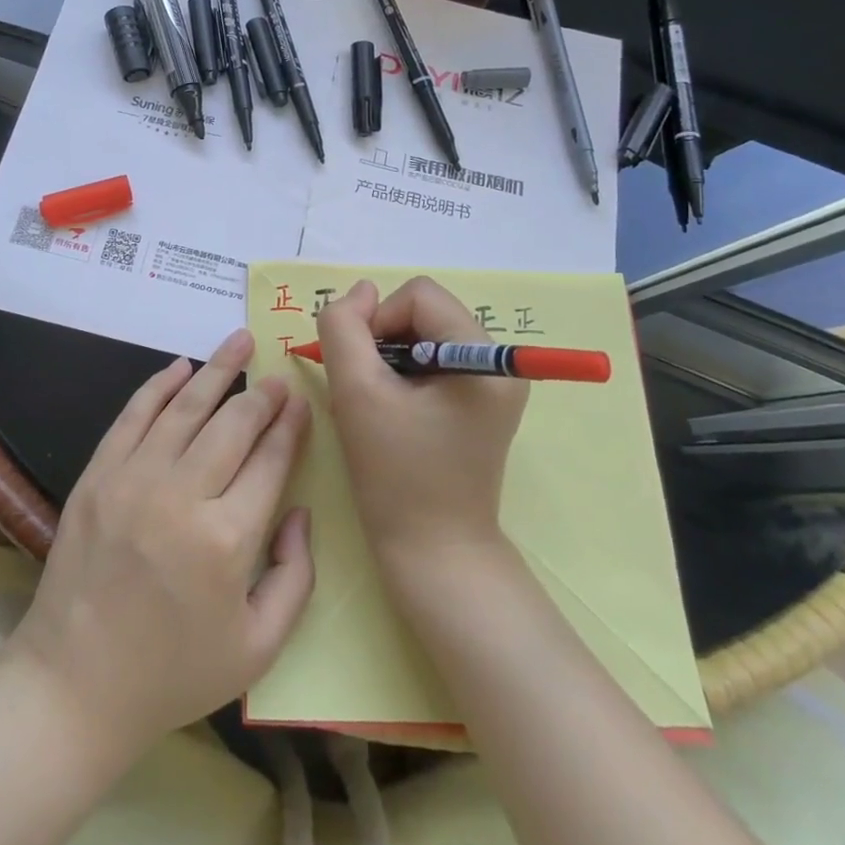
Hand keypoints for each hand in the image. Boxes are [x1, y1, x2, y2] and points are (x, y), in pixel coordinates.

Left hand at [8, 329, 314, 758]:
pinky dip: (159, 386)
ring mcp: (133, 480)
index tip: (300, 402)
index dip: (289, 426)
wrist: (75, 684)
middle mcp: (181, 497)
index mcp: (227, 541)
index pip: (270, 461)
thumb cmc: (174, 672)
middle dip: (261, 395)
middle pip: (232, 425)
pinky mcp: (97, 475)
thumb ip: (296, 576)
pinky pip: (133, 415)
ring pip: (185, 408)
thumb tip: (299, 510)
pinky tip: (181, 367)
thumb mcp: (258, 647)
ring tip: (240, 340)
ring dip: (217, 370)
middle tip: (277, 376)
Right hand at [317, 277, 524, 572]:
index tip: (362, 370)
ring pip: (424, 334)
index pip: (418, 295)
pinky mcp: (480, 402)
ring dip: (389, 357)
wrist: (434, 553)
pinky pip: (433, 360)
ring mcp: (492, 384)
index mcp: (484, 358)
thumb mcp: (356, 393)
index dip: (379, 321)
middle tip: (366, 389)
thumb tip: (360, 291)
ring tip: (377, 403)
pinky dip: (402, 374)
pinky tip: (391, 411)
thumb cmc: (395, 475)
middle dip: (384, 340)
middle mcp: (498, 363)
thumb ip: (345, 328)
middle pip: (423, 312)